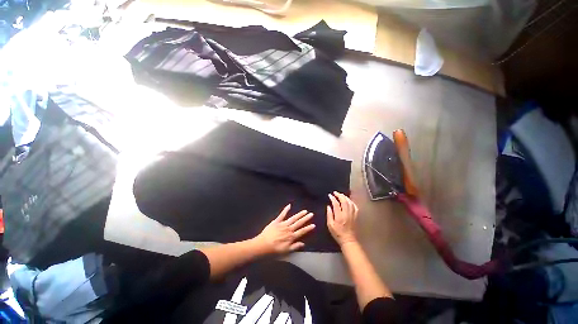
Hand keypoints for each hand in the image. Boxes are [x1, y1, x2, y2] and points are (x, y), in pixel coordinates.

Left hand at [255, 205, 314, 253]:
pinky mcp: (277, 221)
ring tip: (305, 211)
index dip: (308, 228)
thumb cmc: (274, 250)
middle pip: (299, 223)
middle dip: (305, 219)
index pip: (302, 231)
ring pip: (293, 218)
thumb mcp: (286, 251)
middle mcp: (289, 229)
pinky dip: (285, 210)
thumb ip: (295, 246)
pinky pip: (282, 214)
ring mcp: (283, 224)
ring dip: (299, 214)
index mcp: (291, 236)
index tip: (313, 224)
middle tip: (311, 214)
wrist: (263, 245)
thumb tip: (303, 243)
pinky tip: (289, 205)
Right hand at [327, 192, 358, 245]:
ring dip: (345, 197)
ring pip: (350, 202)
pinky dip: (351, 202)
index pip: (336, 204)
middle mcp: (346, 214)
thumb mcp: (330, 225)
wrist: (348, 240)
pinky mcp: (356, 216)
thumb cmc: (337, 233)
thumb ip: (329, 215)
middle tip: (335, 193)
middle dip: (339, 195)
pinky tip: (348, 200)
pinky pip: (355, 206)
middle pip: (344, 201)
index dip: (333, 198)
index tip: (330, 195)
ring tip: (340, 195)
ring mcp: (352, 214)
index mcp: (339, 216)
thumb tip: (329, 206)